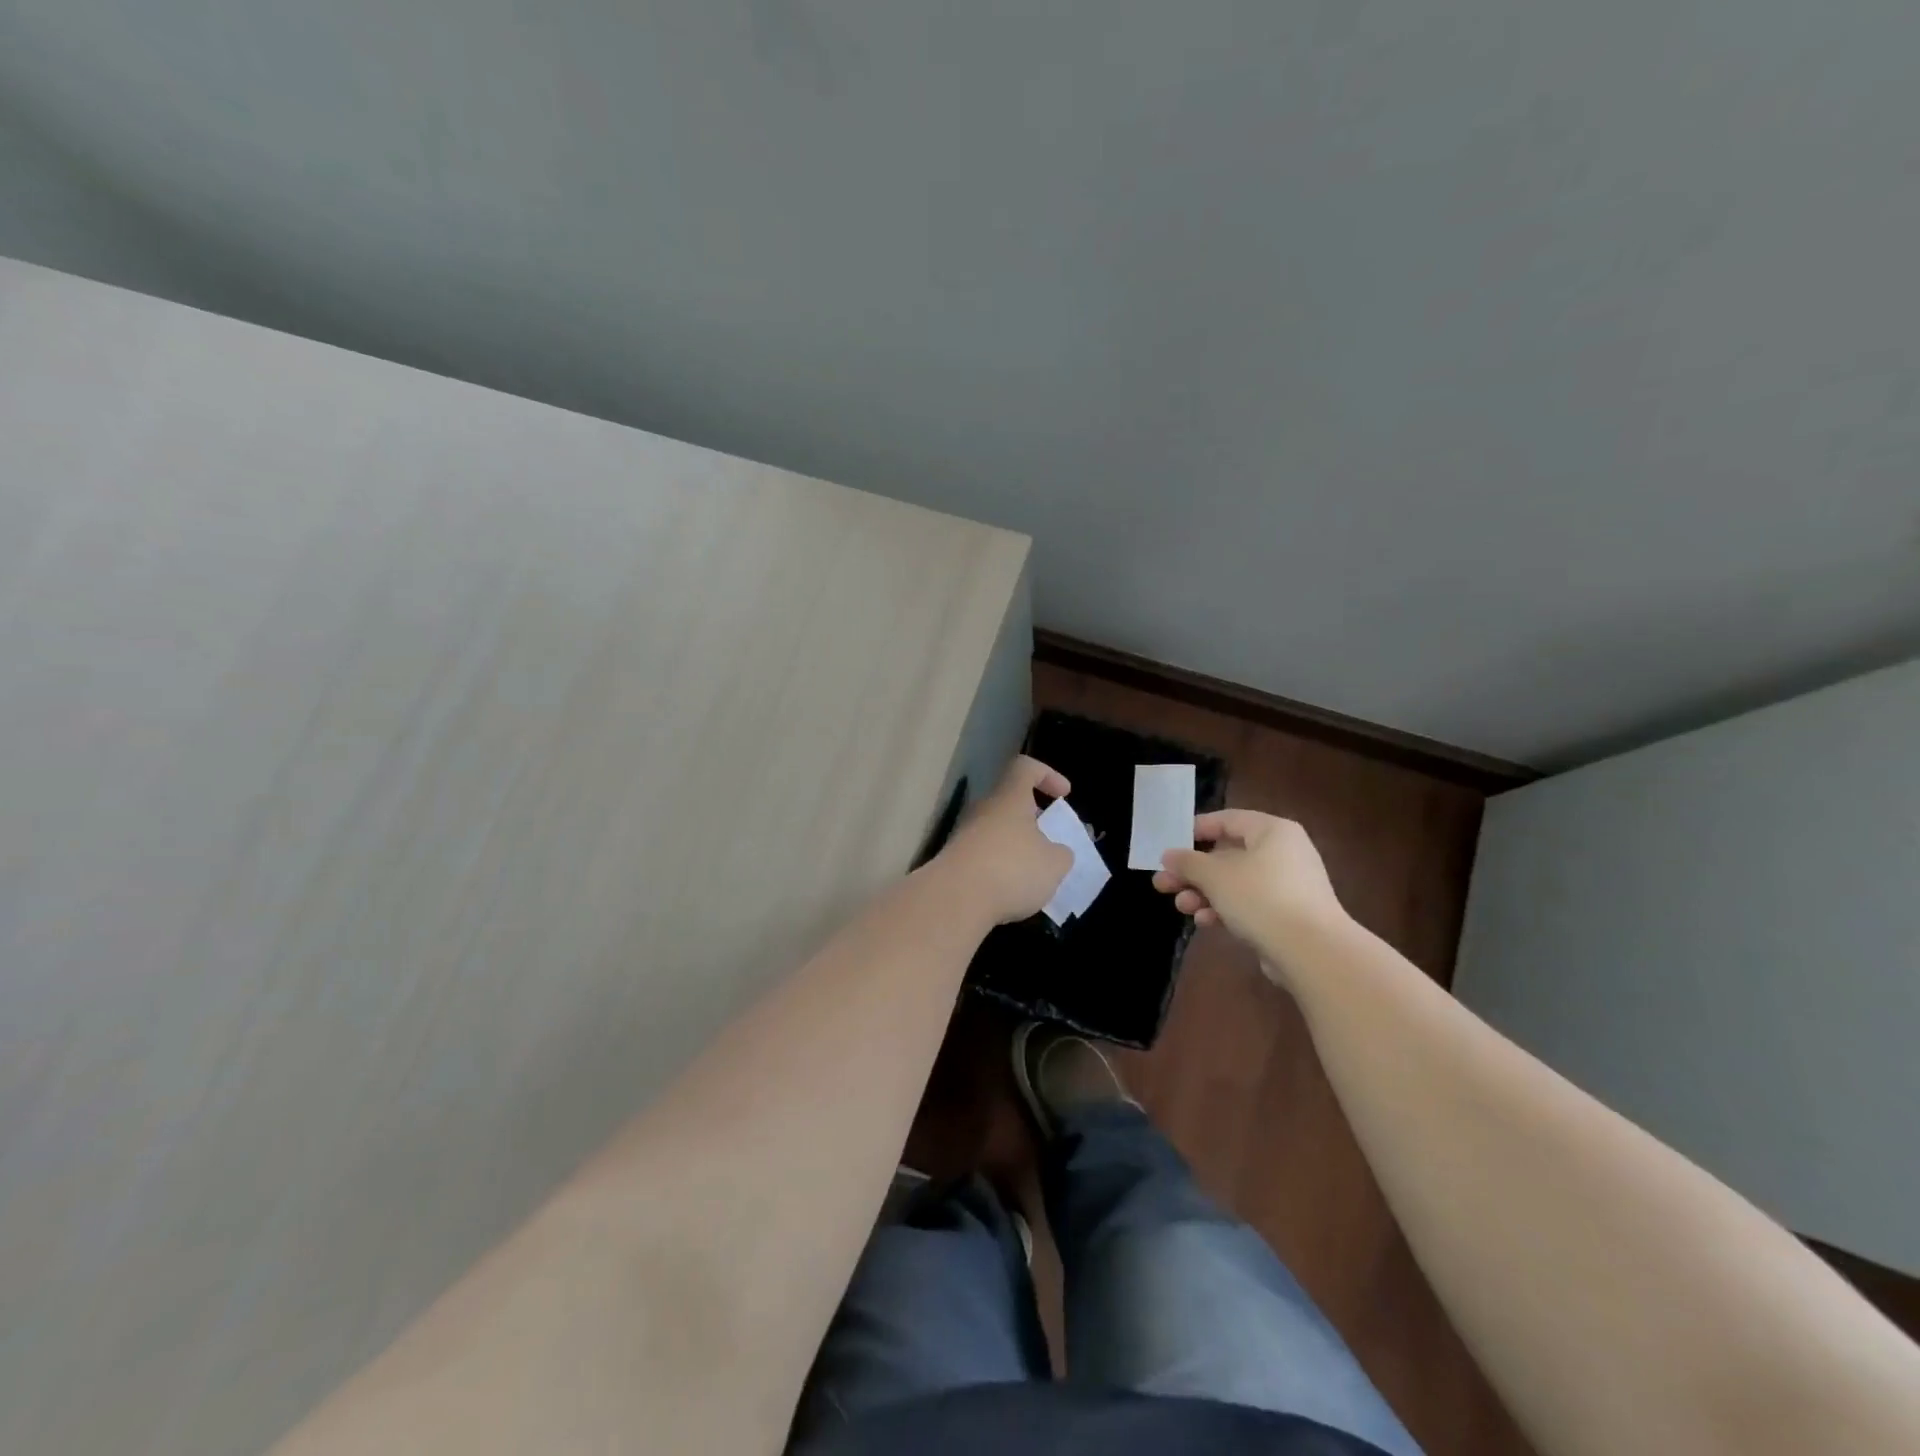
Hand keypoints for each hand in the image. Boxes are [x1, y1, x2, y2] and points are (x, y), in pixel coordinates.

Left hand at [935, 756, 1073, 924]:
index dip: (1047, 775)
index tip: (1063, 795)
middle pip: (1009, 802)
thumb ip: (1061, 854)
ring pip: (996, 831)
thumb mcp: (1054, 864)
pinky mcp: (953, 861)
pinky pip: (983, 856)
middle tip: (1050, 841)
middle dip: (1031, 819)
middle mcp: (983, 809)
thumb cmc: (1011, 870)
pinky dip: (999, 868)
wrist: (954, 899)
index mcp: (1009, 798)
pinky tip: (1010, 892)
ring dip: (1015, 847)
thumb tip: (1057, 852)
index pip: (1025, 768)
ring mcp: (964, 835)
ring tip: (1034, 874)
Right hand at [1152, 809, 1348, 960]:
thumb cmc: (1260, 898)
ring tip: (1181, 906)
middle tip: (1163, 883)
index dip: (1195, 830)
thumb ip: (1188, 862)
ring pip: (1235, 883)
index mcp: (1272, 831)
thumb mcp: (1215, 875)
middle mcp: (1283, 853)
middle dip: (1193, 872)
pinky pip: (1249, 904)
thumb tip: (1169, 855)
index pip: (1227, 820)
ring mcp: (1288, 886)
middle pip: (1228, 855)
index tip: (1170, 845)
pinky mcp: (1287, 915)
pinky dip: (1225, 909)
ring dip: (1204, 894)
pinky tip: (1205, 922)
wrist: (1312, 952)